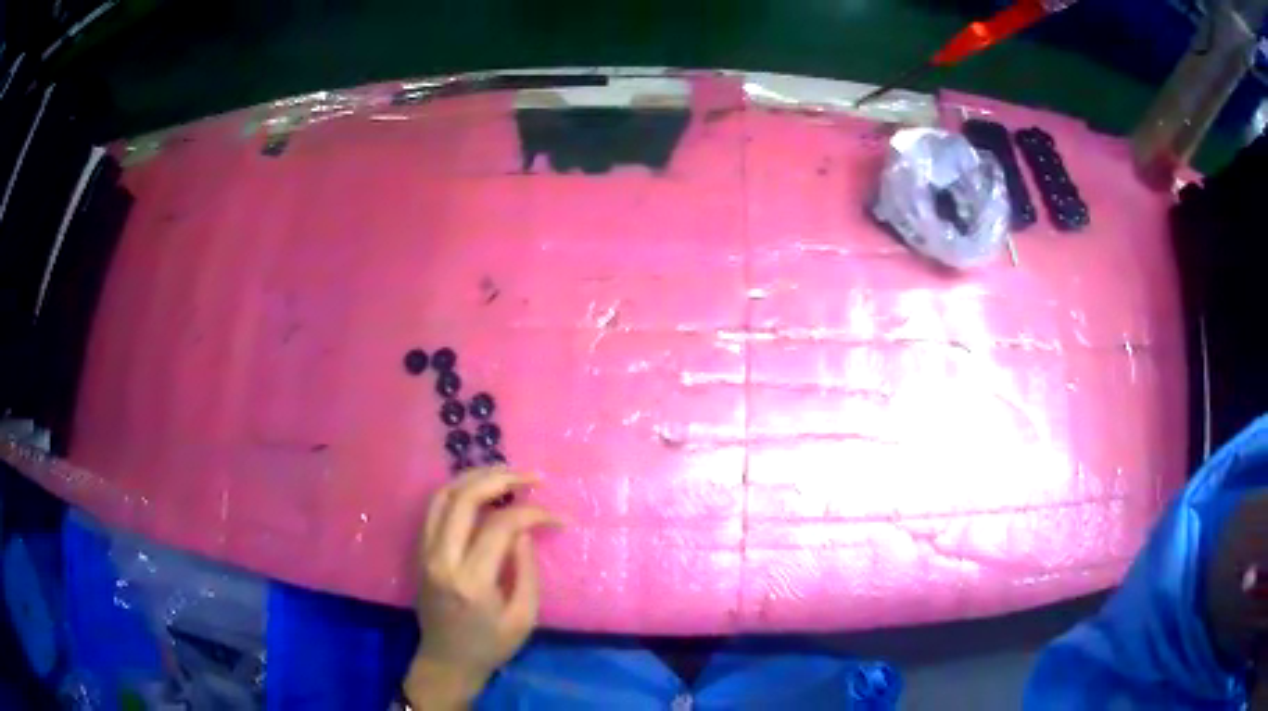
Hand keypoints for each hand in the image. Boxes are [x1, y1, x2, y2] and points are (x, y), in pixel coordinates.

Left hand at [406, 468, 562, 707]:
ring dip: (475, 478)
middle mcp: (441, 559)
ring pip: (443, 496)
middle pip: (463, 499)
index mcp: (471, 581)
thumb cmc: (490, 646)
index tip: (557, 517)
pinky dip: (458, 491)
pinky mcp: (419, 551)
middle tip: (531, 476)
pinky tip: (481, 490)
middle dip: (500, 478)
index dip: (532, 513)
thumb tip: (524, 529)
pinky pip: (435, 508)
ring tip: (507, 474)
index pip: (500, 526)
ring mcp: (424, 552)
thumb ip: (526, 569)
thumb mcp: (523, 617)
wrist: (446, 661)